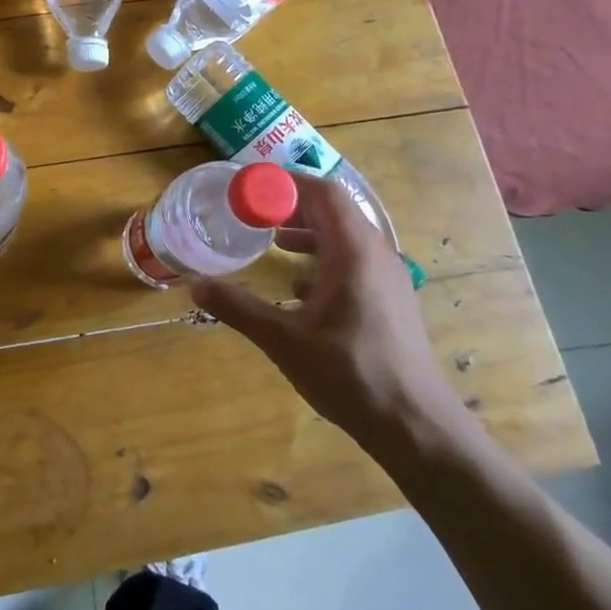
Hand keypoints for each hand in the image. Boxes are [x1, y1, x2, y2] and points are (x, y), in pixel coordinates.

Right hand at [190, 175, 468, 456]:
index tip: (250, 187)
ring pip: (345, 238)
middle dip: (292, 207)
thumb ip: (238, 307)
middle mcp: (376, 255)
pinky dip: (323, 259)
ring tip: (273, 242)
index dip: (286, 183)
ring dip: (308, 233)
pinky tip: (299, 289)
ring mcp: (387, 278)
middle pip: (334, 211)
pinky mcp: (390, 301)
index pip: (323, 193)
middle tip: (254, 213)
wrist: (416, 427)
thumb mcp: (283, 340)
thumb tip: (194, 284)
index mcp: (354, 251)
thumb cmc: (351, 373)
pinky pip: (354, 262)